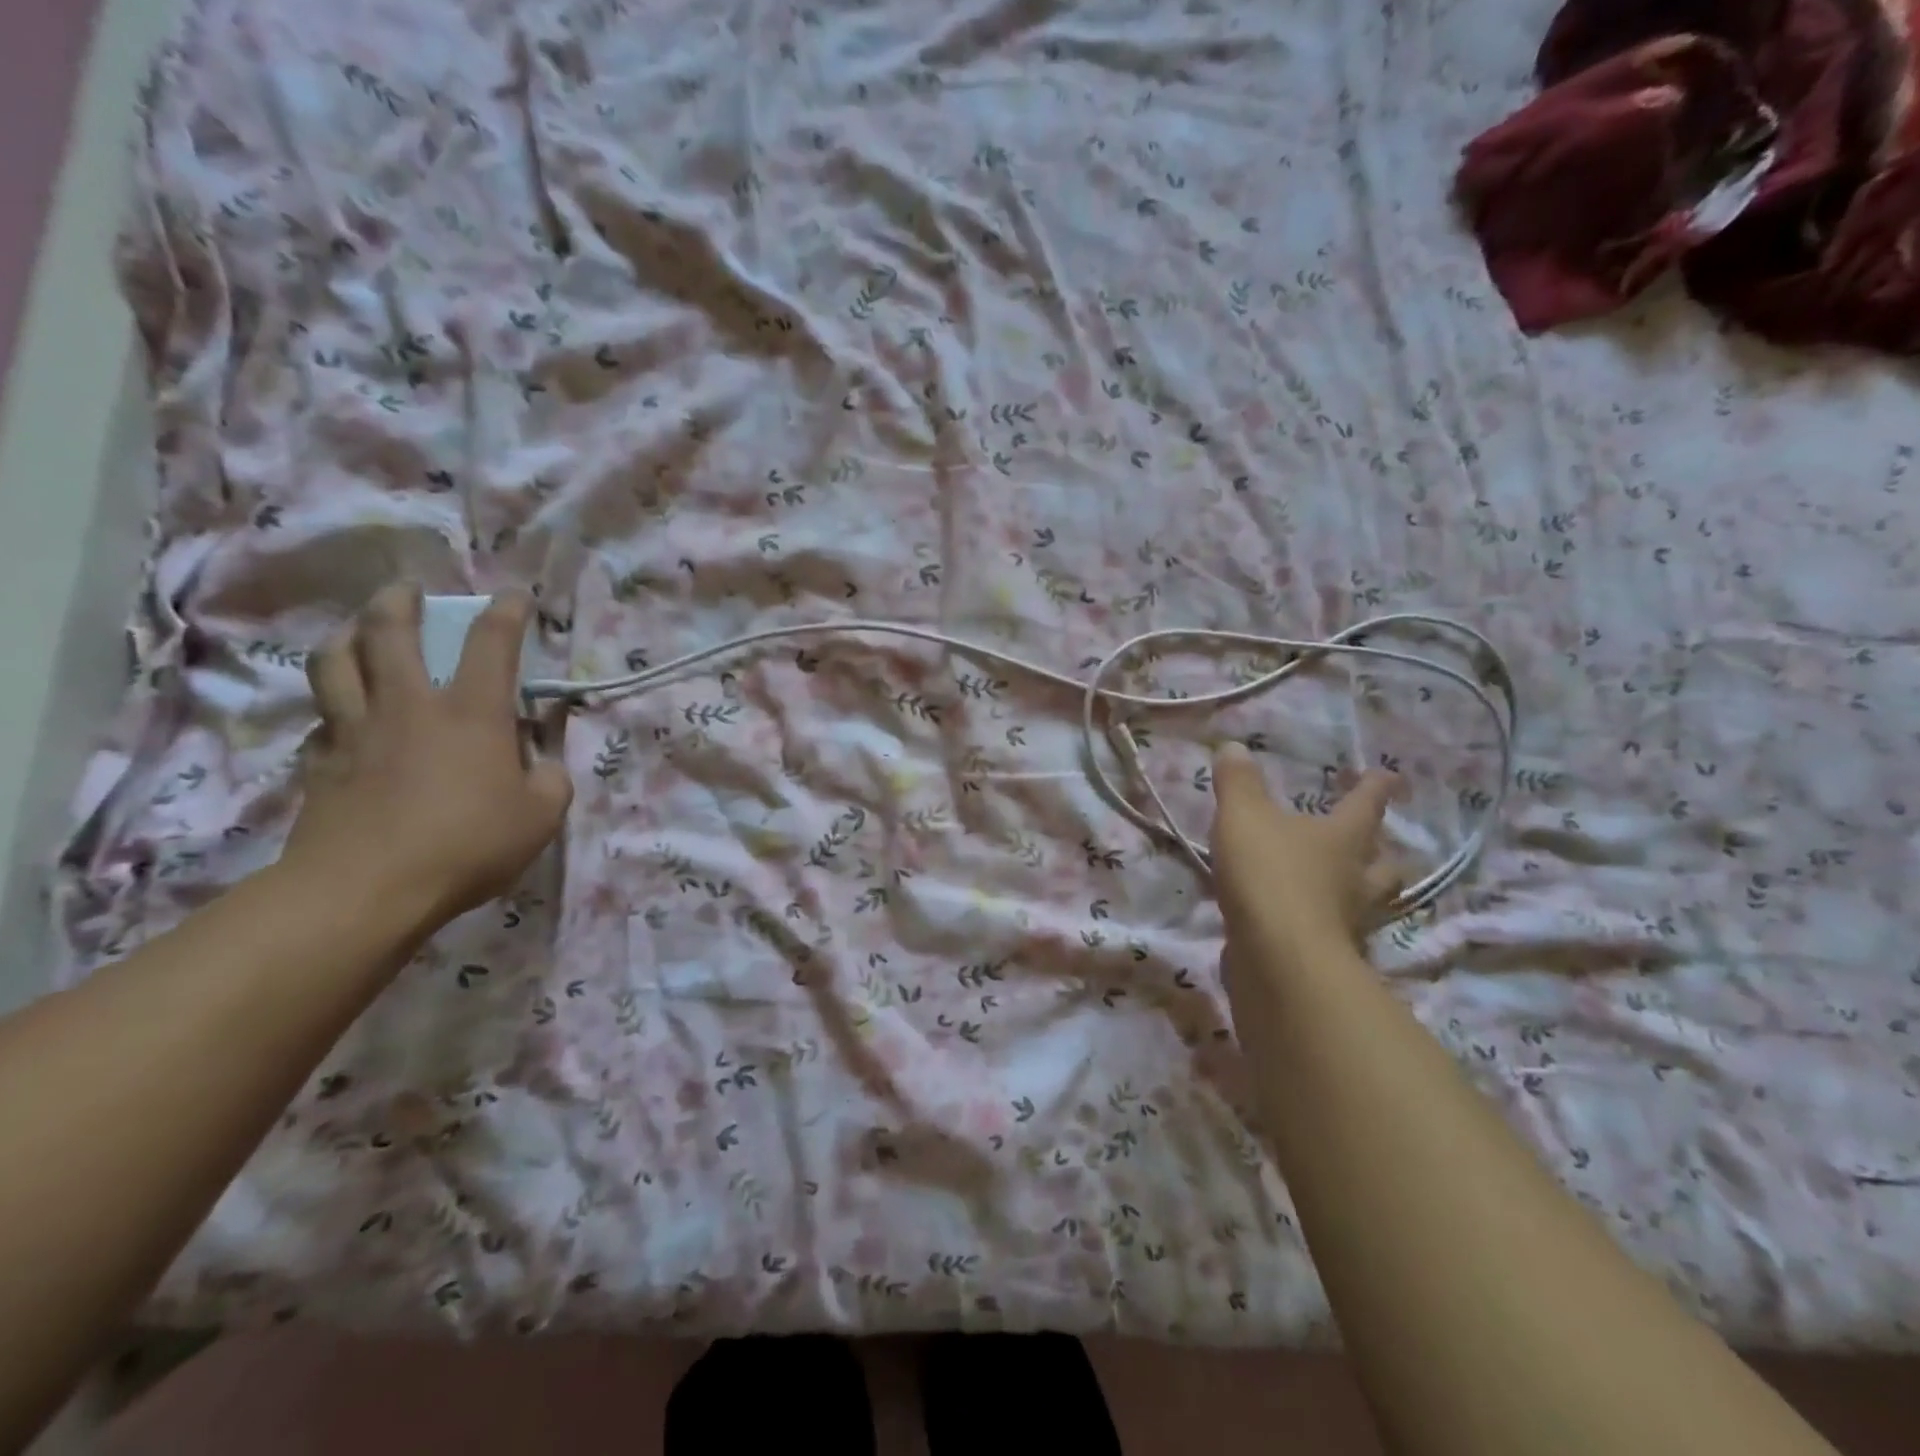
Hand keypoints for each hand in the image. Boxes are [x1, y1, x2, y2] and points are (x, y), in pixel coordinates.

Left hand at [283, 583, 572, 930]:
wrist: (366, 888)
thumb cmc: (468, 844)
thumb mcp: (541, 816)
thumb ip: (550, 781)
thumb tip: (540, 766)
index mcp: (472, 713)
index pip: (491, 644)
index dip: (506, 612)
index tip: (515, 595)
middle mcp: (410, 706)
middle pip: (389, 632)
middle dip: (399, 601)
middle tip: (407, 589)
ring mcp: (357, 731)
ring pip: (336, 662)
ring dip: (347, 636)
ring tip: (358, 632)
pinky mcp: (321, 764)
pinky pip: (322, 720)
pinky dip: (334, 708)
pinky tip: (343, 717)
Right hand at [1209, 742, 1400, 964]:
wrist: (1278, 958)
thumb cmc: (1269, 874)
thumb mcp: (1243, 816)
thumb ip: (1238, 783)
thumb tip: (1234, 747)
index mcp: (1343, 837)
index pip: (1367, 804)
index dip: (1376, 787)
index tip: (1388, 775)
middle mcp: (1356, 879)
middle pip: (1383, 863)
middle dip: (1380, 851)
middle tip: (1373, 843)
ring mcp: (1348, 922)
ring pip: (1368, 903)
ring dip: (1361, 892)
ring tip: (1343, 886)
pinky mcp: (1328, 957)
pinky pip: (1336, 934)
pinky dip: (1326, 925)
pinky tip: (1304, 923)